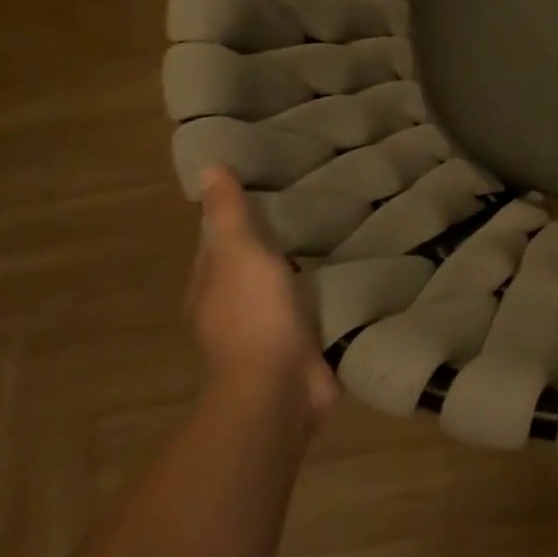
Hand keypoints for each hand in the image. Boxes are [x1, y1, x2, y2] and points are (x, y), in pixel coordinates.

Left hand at [187, 166, 334, 427]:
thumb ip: (229, 214)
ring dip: (300, 259)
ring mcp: (265, 327)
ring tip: (336, 224)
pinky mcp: (299, 341)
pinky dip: (323, 284)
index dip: (232, 211)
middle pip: (248, 260)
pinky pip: (310, 301)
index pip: (216, 239)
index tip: (265, 180)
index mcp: (210, 286)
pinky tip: (347, 265)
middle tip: (310, 196)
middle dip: (273, 233)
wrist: (281, 387)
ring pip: (281, 280)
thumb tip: (209, 168)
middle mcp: (231, 307)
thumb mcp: (241, 254)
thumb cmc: (255, 315)